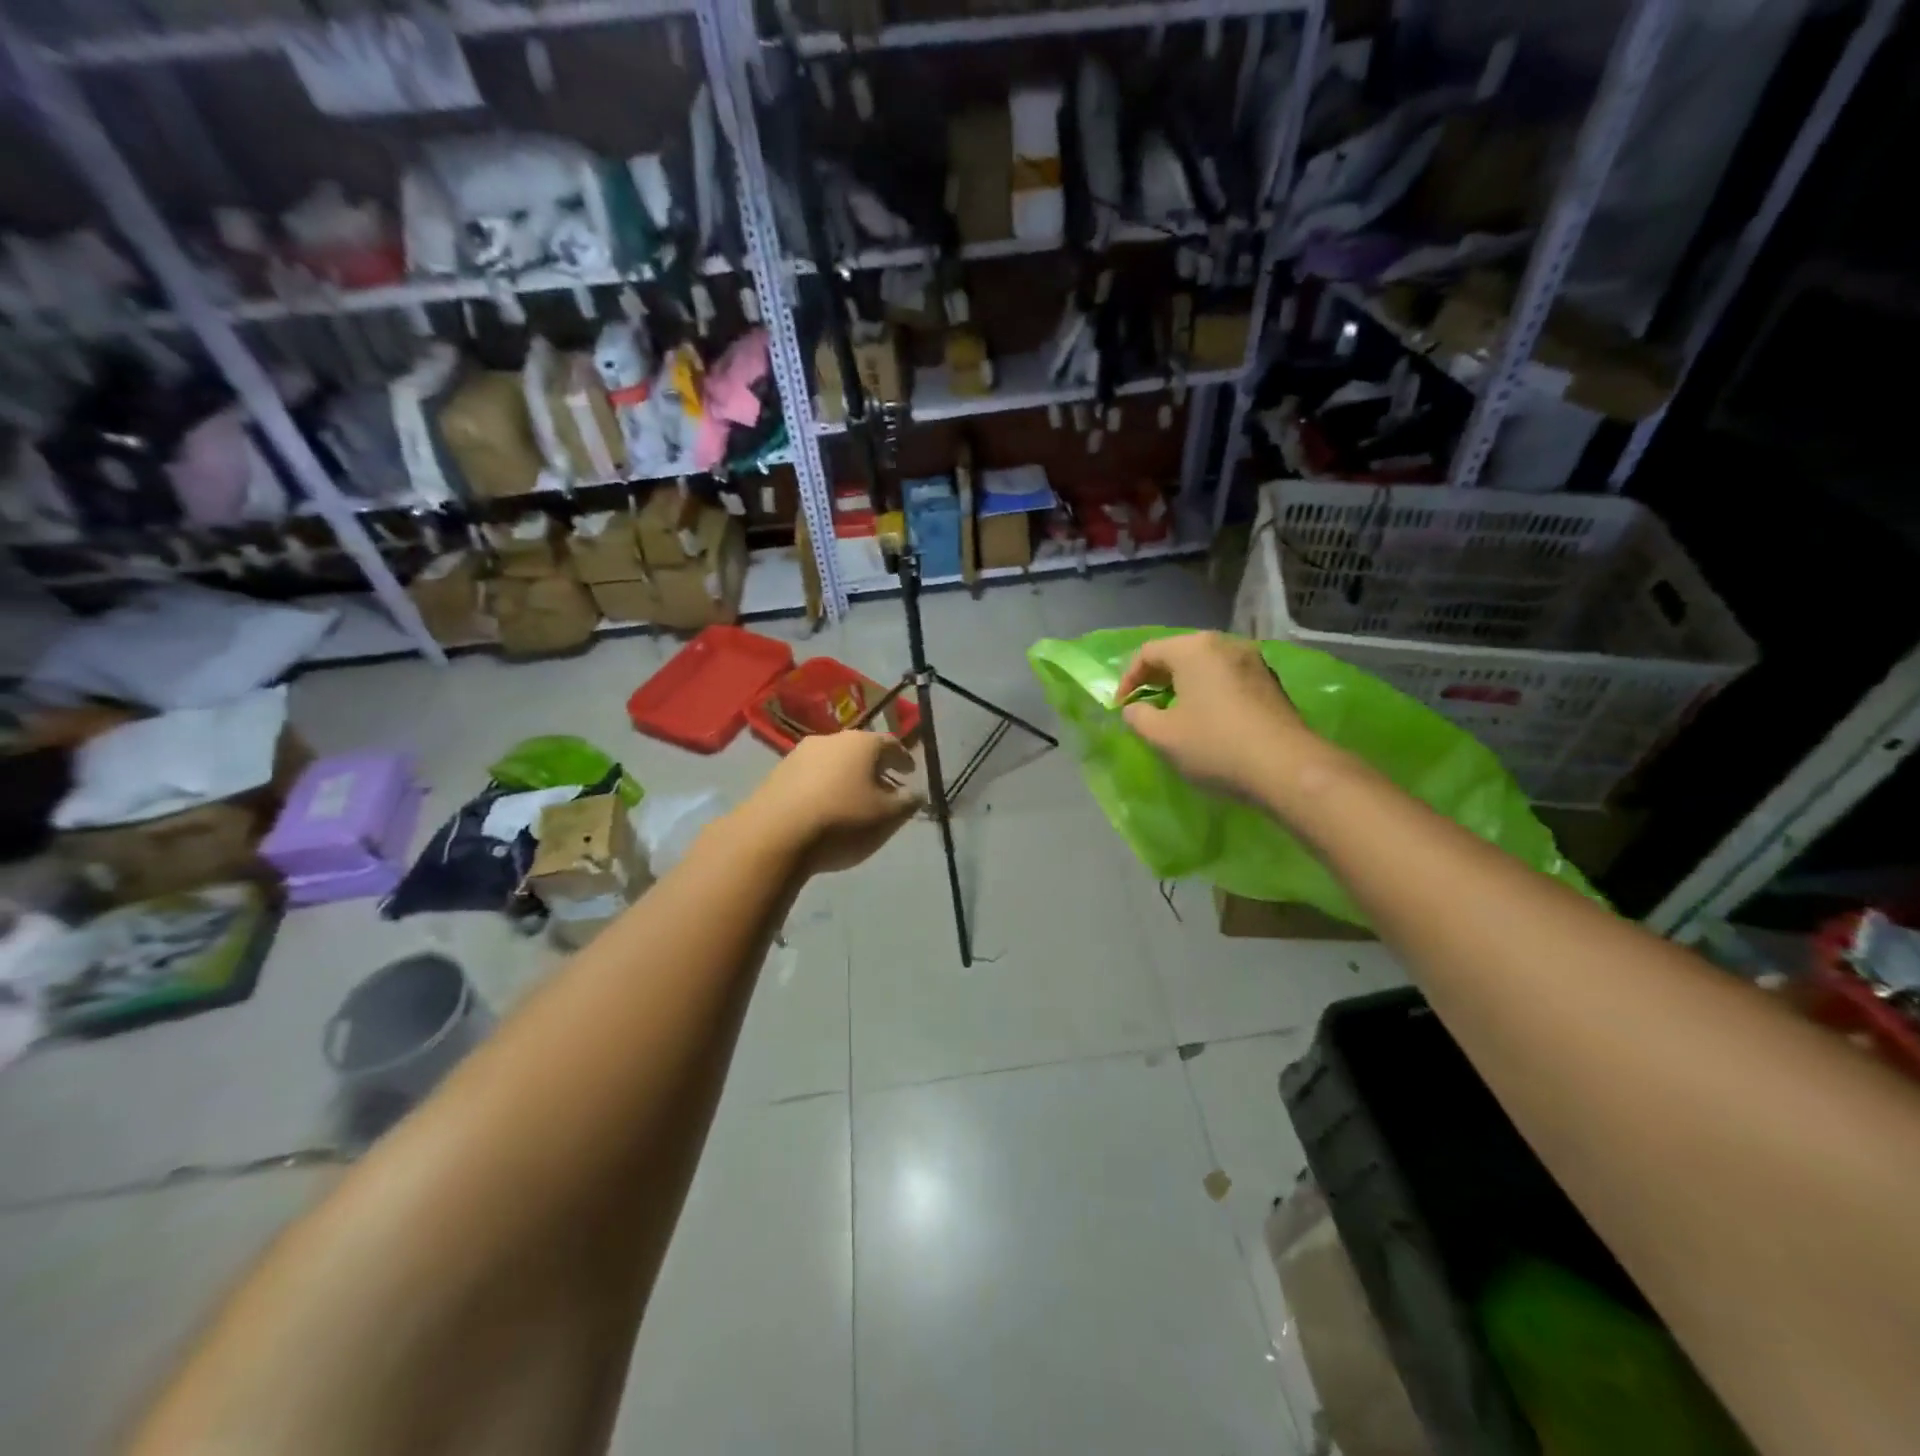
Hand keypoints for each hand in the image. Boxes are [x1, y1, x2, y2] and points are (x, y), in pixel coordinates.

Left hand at [739, 730, 922, 874]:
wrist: (774, 836)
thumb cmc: (842, 821)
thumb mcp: (888, 817)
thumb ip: (908, 802)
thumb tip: (915, 793)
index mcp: (862, 743)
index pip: (891, 744)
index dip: (903, 759)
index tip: (910, 772)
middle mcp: (831, 739)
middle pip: (860, 750)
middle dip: (874, 768)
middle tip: (884, 788)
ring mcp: (799, 754)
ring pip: (833, 762)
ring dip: (846, 777)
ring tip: (853, 801)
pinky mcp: (776, 774)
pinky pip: (810, 777)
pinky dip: (823, 787)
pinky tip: (824, 809)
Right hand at [1116, 632, 1314, 798]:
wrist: (1286, 767)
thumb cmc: (1215, 745)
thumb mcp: (1162, 736)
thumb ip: (1138, 717)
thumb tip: (1135, 709)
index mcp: (1194, 649)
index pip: (1148, 652)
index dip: (1127, 679)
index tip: (1121, 707)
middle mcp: (1225, 644)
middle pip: (1179, 654)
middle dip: (1156, 680)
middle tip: (1144, 707)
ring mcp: (1254, 661)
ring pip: (1206, 667)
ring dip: (1184, 687)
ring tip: (1174, 715)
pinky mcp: (1271, 683)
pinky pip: (1228, 679)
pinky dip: (1209, 693)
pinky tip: (1208, 721)